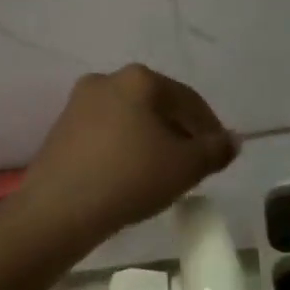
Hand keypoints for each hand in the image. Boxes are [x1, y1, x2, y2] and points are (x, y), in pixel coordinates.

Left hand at [14, 65, 239, 250]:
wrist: (57, 210)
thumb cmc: (129, 178)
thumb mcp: (185, 167)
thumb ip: (214, 150)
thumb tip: (232, 140)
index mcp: (139, 79)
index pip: (188, 99)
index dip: (210, 127)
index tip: (220, 154)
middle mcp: (106, 80)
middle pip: (157, 105)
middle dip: (179, 132)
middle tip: (193, 163)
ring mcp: (78, 104)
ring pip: (130, 119)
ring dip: (151, 140)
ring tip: (164, 172)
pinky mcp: (61, 130)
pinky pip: (106, 133)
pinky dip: (125, 148)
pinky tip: (131, 174)